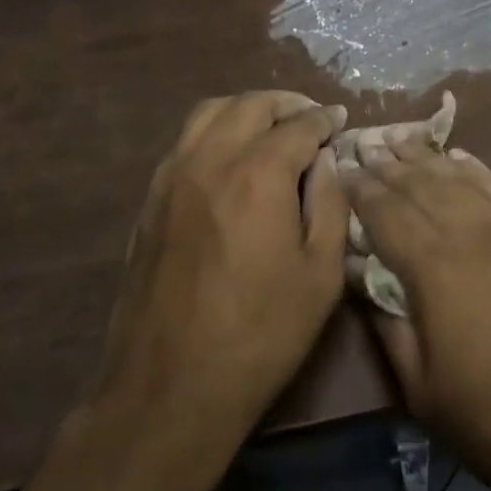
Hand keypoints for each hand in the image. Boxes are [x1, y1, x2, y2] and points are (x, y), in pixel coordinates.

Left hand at [92, 91, 349, 464]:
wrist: (170, 386)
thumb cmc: (260, 334)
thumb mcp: (321, 275)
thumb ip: (330, 205)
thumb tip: (327, 162)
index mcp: (258, 174)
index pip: (298, 126)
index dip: (324, 120)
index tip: (340, 121)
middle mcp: (210, 159)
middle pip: (249, 105)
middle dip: (286, 104)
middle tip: (310, 118)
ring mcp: (172, 176)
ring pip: (209, 113)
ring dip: (245, 109)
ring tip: (270, 128)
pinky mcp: (150, 199)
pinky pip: (184, 142)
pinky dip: (214, 132)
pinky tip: (231, 158)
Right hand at [344, 144, 490, 490]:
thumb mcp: (423, 388)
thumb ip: (386, 325)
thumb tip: (358, 276)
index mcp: (434, 266)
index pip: (385, 211)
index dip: (358, 189)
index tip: (338, 170)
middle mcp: (472, 233)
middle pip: (421, 185)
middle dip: (388, 164)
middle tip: (363, 146)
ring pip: (460, 180)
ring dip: (427, 158)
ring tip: (401, 139)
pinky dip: (475, 171)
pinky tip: (462, 160)